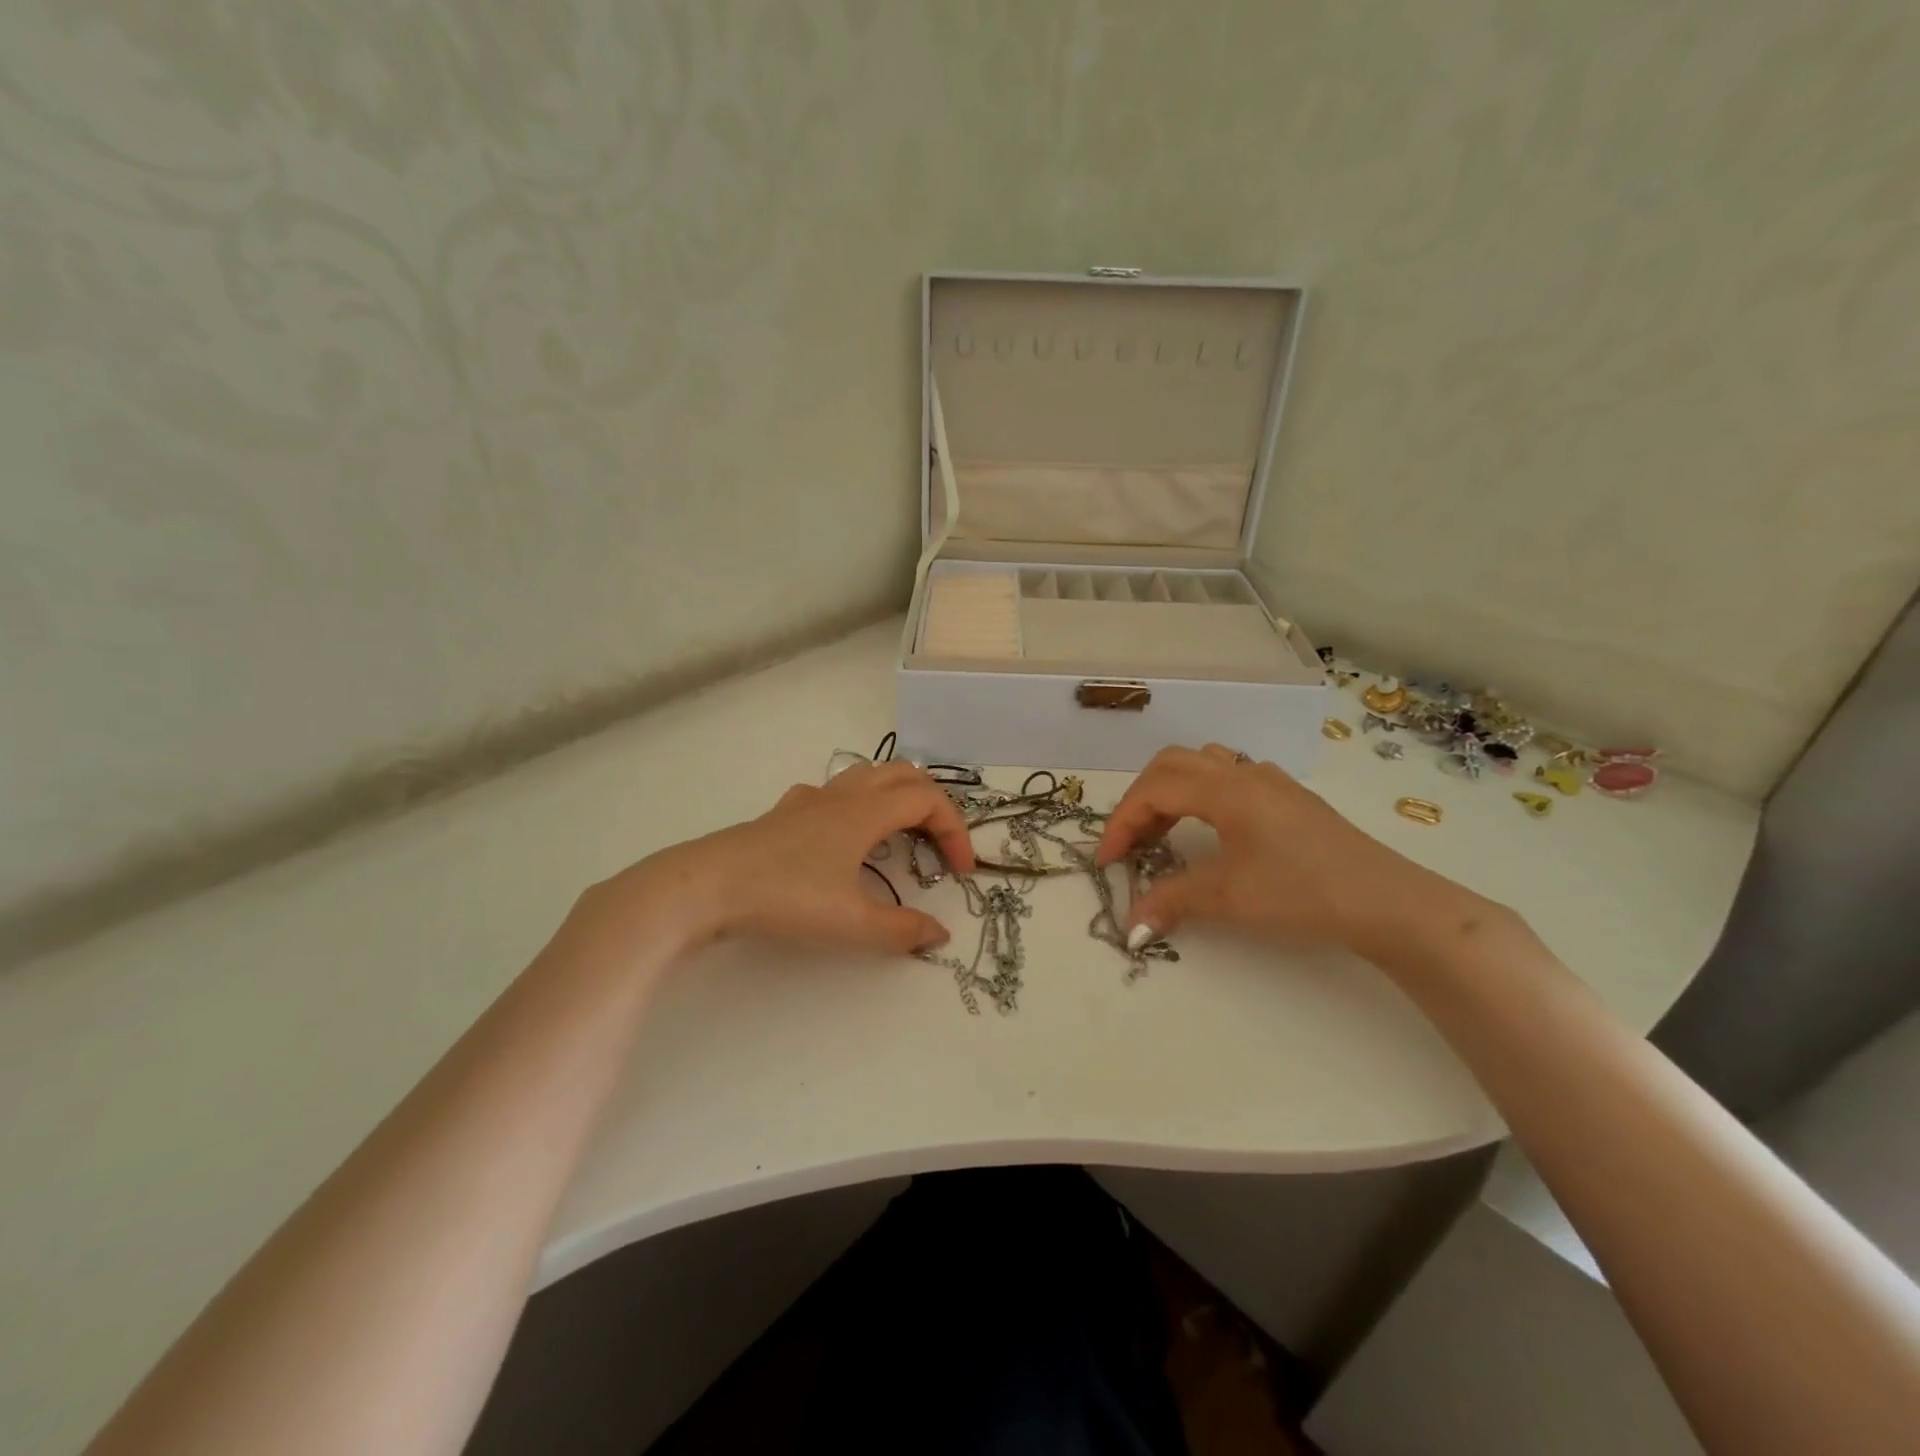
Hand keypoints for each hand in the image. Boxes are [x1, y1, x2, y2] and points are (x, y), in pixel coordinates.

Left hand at [573, 761, 977, 959]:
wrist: (707, 885)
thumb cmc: (785, 896)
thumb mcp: (850, 922)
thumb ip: (901, 930)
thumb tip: (939, 936)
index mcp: (866, 811)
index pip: (928, 801)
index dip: (954, 830)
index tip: (961, 871)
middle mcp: (843, 795)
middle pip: (904, 775)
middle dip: (932, 805)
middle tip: (939, 845)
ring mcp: (811, 799)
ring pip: (868, 776)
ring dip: (897, 798)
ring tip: (901, 835)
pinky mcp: (785, 812)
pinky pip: (834, 792)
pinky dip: (857, 804)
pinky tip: (844, 836)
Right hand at [1095, 744, 1482, 960]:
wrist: (1389, 903)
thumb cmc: (1303, 892)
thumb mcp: (1229, 898)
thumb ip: (1172, 901)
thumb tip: (1131, 925)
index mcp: (1226, 789)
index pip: (1154, 790)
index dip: (1122, 822)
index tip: (1107, 862)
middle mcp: (1245, 774)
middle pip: (1173, 765)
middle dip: (1142, 801)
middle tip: (1132, 844)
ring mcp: (1273, 782)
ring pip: (1204, 766)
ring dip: (1173, 793)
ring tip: (1166, 834)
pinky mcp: (1292, 800)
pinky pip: (1231, 778)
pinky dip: (1203, 796)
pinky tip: (1214, 831)